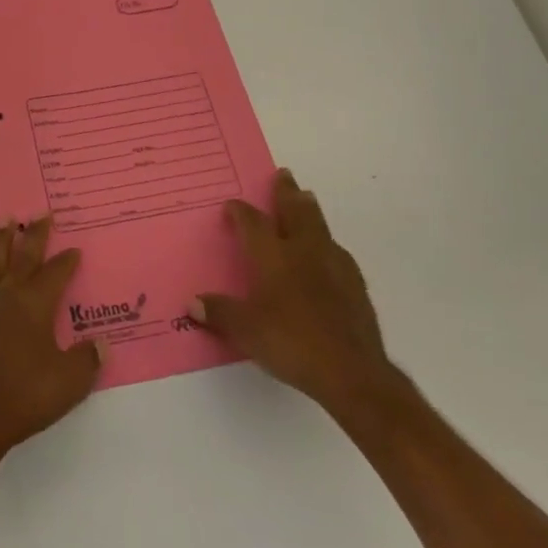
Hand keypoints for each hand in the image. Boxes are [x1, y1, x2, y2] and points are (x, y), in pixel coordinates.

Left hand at [0, 214, 103, 463]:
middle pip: (22, 258)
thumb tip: (101, 343)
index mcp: (35, 305)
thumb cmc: (26, 396)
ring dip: (0, 243)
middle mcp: (7, 297)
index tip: (74, 249)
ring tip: (4, 222)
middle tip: (39, 212)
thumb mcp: (70, 382)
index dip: (66, 261)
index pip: (55, 274)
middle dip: (34, 235)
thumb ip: (87, 360)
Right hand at [192, 169, 397, 418]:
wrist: (352, 372)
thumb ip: (219, 313)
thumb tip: (192, 303)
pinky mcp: (356, 286)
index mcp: (273, 255)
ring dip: (310, 212)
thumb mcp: (245, 330)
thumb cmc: (291, 342)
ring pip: (320, 227)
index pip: (252, 222)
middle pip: (295, 211)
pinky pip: (338, 253)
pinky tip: (328, 253)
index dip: (240, 211)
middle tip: (284, 175)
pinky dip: (328, 245)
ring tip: (307, 200)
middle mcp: (303, 250)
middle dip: (286, 193)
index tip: (232, 204)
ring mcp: (334, 265)